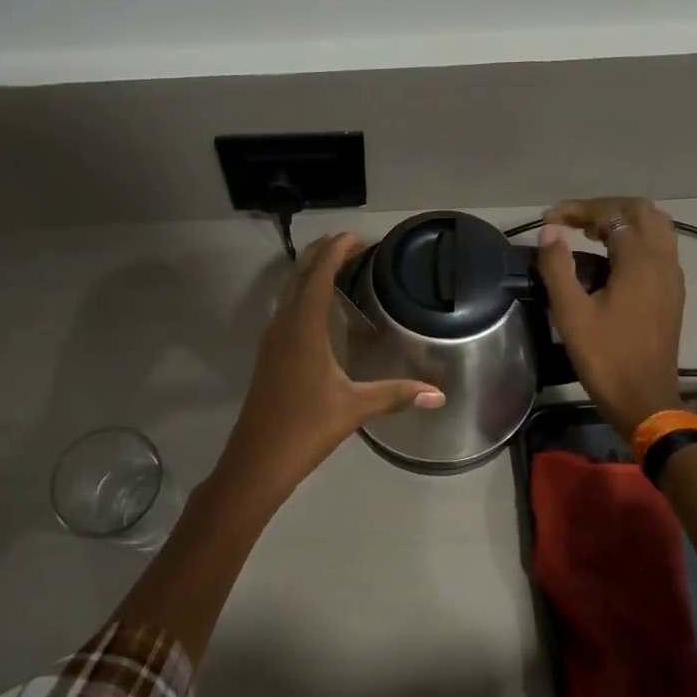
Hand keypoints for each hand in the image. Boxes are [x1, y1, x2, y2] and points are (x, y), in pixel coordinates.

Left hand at [218, 234, 444, 501]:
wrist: (257, 459)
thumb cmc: (305, 426)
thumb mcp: (354, 408)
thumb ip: (396, 395)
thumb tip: (439, 394)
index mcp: (303, 327)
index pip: (319, 274)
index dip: (337, 251)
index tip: (358, 237)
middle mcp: (283, 325)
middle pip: (300, 275)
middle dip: (323, 254)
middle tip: (351, 244)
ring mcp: (272, 340)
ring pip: (289, 292)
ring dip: (310, 273)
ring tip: (337, 267)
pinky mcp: (269, 355)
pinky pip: (286, 310)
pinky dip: (303, 296)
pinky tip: (318, 310)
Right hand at [536, 197, 685, 440]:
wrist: (645, 400)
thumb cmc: (606, 358)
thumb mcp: (571, 315)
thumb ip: (558, 268)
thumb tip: (550, 232)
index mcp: (640, 262)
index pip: (613, 214)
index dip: (580, 209)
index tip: (549, 219)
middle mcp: (663, 261)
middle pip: (641, 211)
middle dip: (604, 208)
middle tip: (571, 221)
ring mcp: (672, 277)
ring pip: (655, 227)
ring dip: (623, 221)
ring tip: (589, 233)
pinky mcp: (672, 293)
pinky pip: (659, 248)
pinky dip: (635, 239)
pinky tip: (610, 258)